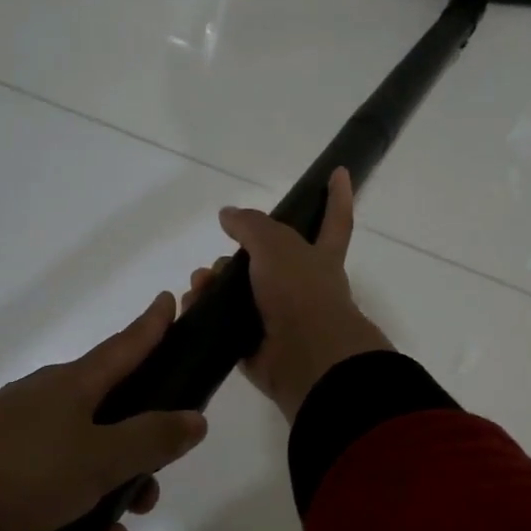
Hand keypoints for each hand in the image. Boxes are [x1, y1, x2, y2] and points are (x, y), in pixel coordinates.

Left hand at [0, 293, 207, 530]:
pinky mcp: (0, 486)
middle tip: (145, 503)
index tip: (169, 301)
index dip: (153, 327)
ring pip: (86, 480)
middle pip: (115, 430)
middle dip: (138, 473)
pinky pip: (52, 510)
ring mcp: (24, 448)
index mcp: (77, 387)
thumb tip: (195, 418)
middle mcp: (52, 410)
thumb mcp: (99, 457)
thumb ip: (152, 439)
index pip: (127, 347)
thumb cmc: (24, 469)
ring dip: (103, 525)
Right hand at [187, 168, 391, 422]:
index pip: (333, 220)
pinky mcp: (255, 345)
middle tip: (220, 260)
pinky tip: (191, 306)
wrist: (304, 357)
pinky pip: (224, 324)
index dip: (337, 197)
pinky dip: (205, 314)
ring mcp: (279, 318)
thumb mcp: (276, 244)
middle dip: (237, 255)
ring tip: (200, 285)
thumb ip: (251, 225)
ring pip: (239, 292)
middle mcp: (301, 286)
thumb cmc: (300, 292)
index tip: (339, 172)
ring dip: (214, 283)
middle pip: (265, 260)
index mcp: (319, 258)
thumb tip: (228, 214)